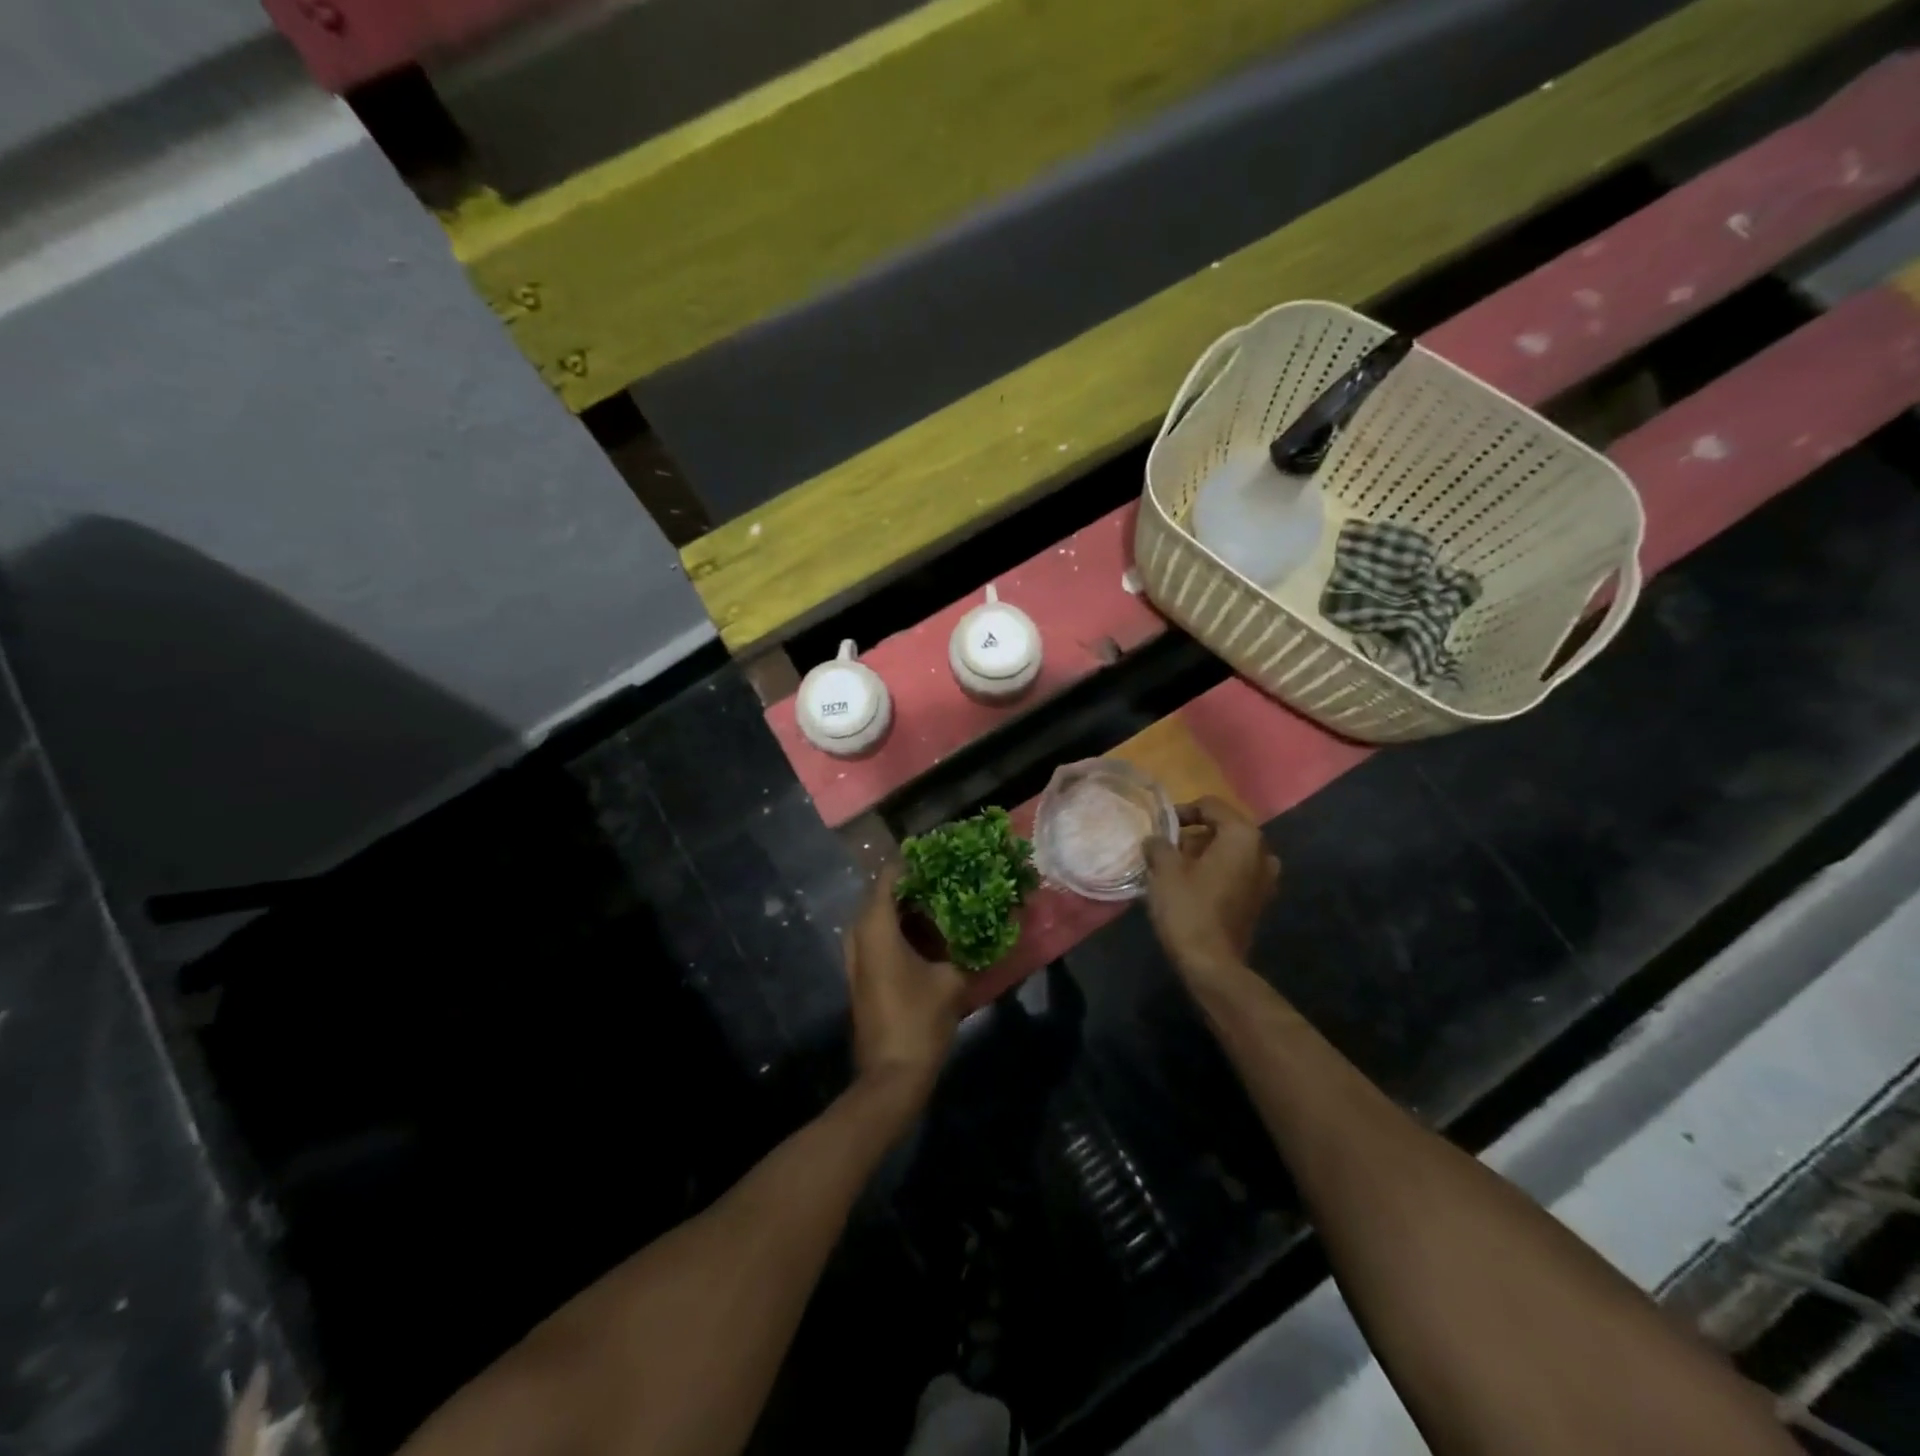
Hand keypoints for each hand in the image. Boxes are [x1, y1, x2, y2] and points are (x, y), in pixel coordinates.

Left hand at [844, 866, 967, 1106]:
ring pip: (883, 916)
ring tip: (948, 902)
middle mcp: (859, 933)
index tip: (945, 855)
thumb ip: (969, 945)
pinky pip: (881, 936)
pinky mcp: (863, 972)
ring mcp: (857, 954)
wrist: (891, 1075)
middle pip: (885, 893)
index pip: (890, 874)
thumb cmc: (920, 1020)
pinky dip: (904, 929)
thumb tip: (991, 922)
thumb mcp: (952, 979)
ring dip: (911, 908)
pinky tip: (935, 933)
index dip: (916, 861)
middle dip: (917, 885)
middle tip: (952, 879)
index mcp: (876, 925)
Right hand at [1142, 797, 1280, 977]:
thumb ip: (1159, 845)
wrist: (1212, 964)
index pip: (1211, 806)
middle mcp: (1262, 851)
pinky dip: (1216, 872)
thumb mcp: (1165, 870)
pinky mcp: (1259, 900)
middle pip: (1223, 828)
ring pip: (1230, 852)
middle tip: (1166, 848)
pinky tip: (1192, 886)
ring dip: (1205, 854)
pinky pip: (1236, 873)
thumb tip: (1155, 840)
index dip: (1182, 811)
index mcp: (1242, 836)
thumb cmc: (1188, 908)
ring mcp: (1265, 878)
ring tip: (1176, 867)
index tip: (1160, 828)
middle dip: (1194, 834)